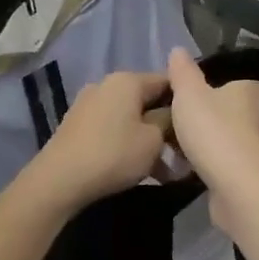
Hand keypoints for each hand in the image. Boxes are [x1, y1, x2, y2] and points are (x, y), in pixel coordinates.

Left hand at [20, 71, 174, 217]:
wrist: (59, 180)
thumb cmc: (113, 154)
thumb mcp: (153, 140)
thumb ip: (170, 121)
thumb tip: (174, 115)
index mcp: (127, 80)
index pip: (167, 81)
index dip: (187, 103)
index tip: (199, 126)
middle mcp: (106, 85)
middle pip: (147, 101)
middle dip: (167, 127)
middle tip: (184, 153)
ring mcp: (88, 105)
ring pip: (130, 119)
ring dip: (149, 141)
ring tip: (166, 171)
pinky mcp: (78, 126)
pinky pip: (113, 130)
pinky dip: (128, 145)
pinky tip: (140, 170)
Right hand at [166, 49, 258, 226]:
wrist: (237, 187)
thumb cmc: (215, 132)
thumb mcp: (189, 96)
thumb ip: (183, 74)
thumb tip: (179, 50)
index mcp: (252, 96)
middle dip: (256, 115)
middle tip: (240, 115)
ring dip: (246, 143)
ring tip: (226, 145)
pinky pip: (246, 168)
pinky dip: (236, 167)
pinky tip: (218, 172)